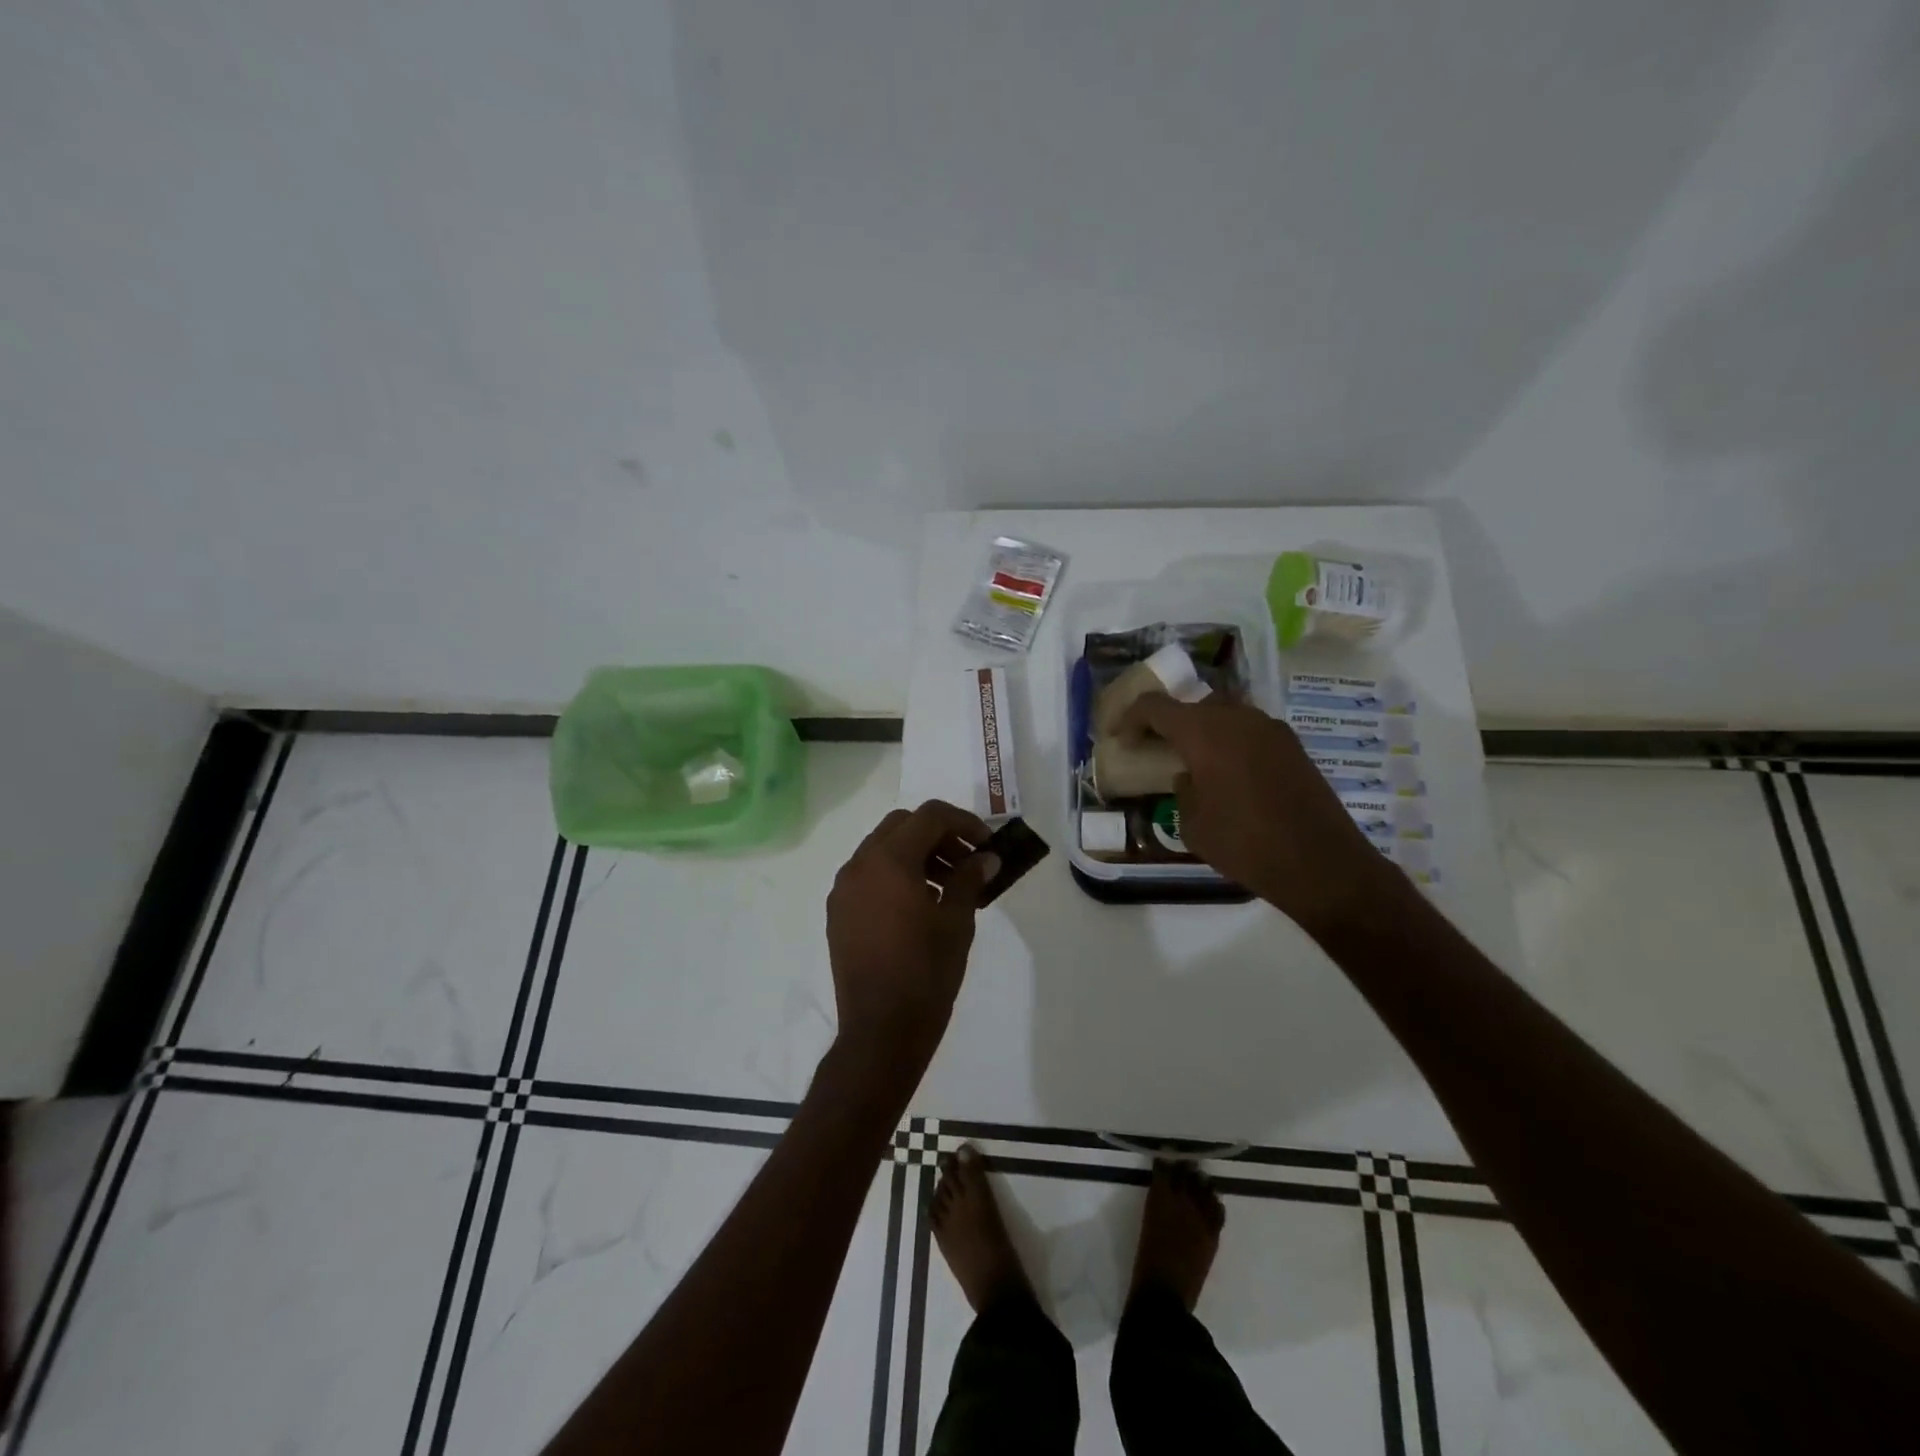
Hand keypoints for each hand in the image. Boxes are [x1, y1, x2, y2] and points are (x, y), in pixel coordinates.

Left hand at [826, 800, 1001, 1077]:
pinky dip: (895, 874)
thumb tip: (986, 858)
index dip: (964, 822)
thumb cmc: (926, 973)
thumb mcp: (957, 922)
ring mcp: (844, 889)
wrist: (880, 1031)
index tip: (987, 845)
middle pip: (902, 825)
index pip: (929, 816)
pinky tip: (919, 905)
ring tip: (948, 885)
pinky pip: (868, 875)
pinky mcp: (838, 913)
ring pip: (882, 849)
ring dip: (916, 853)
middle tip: (968, 860)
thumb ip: (970, 879)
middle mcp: (859, 865)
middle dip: (938, 834)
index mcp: (889, 860)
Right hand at [1115, 694, 1398, 939]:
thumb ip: (1182, 791)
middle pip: (1193, 704)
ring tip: (1192, 761)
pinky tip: (1228, 774)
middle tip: (1155, 746)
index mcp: (1204, 732)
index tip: (1120, 738)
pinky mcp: (1293, 747)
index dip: (1131, 718)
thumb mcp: (1192, 825)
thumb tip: (1189, 776)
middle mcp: (1238, 719)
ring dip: (1203, 731)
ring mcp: (1271, 730)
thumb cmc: (1244, 844)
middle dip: (1170, 721)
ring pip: (1225, 715)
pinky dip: (1231, 743)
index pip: (1156, 707)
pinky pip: (1250, 732)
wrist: (1321, 863)